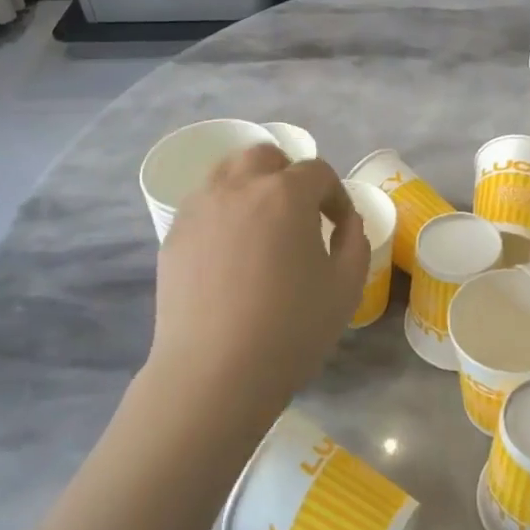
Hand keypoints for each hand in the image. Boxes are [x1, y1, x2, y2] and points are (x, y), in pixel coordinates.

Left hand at [146, 144, 368, 421]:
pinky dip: (223, 212)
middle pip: (265, 156)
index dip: (334, 195)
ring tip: (262, 225)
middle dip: (288, 175)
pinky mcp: (174, 234)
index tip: (338, 225)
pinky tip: (230, 252)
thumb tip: (346, 222)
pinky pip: (203, 204)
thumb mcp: (346, 288)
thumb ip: (355, 241)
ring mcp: (200, 208)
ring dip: (251, 185)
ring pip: (227, 172)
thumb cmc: (290, 330)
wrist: (214, 373)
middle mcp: (238, 187)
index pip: (317, 172)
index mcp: (285, 194)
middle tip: (299, 214)